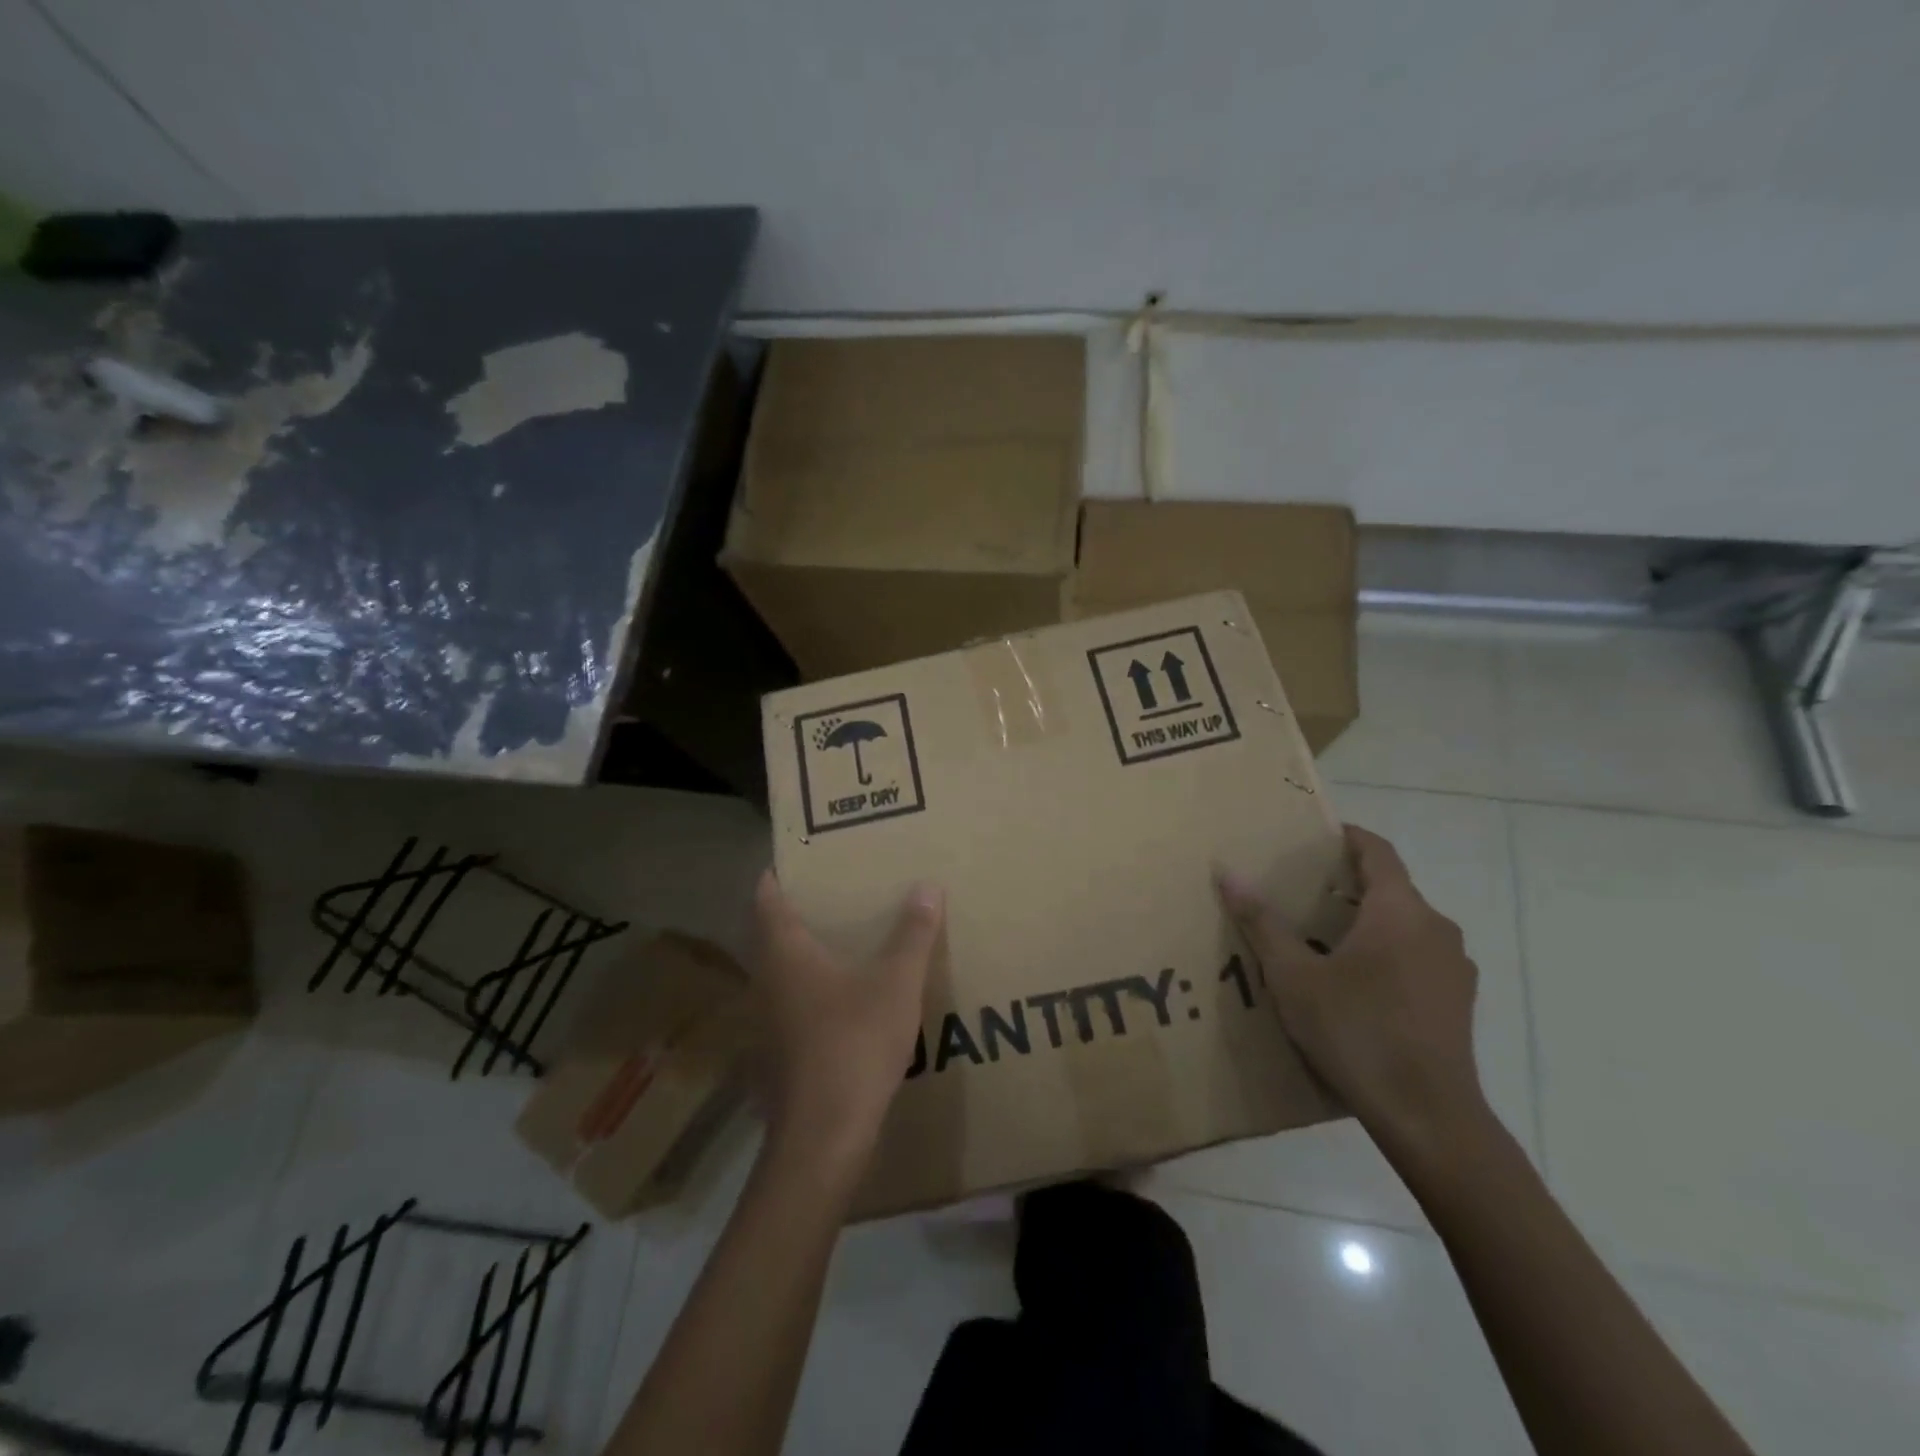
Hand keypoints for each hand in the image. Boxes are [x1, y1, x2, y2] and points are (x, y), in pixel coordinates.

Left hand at [749, 870, 944, 1167]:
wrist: (825, 1135)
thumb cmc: (854, 1044)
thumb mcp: (895, 984)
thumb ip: (912, 935)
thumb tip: (927, 887)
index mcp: (785, 954)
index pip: (766, 900)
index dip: (776, 876)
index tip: (795, 859)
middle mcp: (768, 981)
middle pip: (770, 934)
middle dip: (795, 911)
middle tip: (831, 893)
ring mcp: (769, 1021)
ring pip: (780, 972)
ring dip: (803, 952)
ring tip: (841, 938)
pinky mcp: (780, 1053)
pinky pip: (792, 1003)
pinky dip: (811, 988)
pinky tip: (844, 997)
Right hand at [1216, 825, 1485, 1158]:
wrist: (1429, 1117)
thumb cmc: (1356, 1032)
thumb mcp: (1294, 976)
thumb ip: (1262, 922)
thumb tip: (1228, 872)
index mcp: (1400, 912)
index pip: (1378, 852)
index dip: (1349, 837)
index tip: (1317, 835)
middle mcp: (1436, 929)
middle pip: (1392, 888)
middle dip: (1349, 882)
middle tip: (1302, 889)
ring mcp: (1453, 967)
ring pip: (1406, 924)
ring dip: (1368, 919)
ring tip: (1323, 936)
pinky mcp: (1457, 1001)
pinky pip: (1417, 955)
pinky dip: (1387, 950)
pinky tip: (1356, 982)